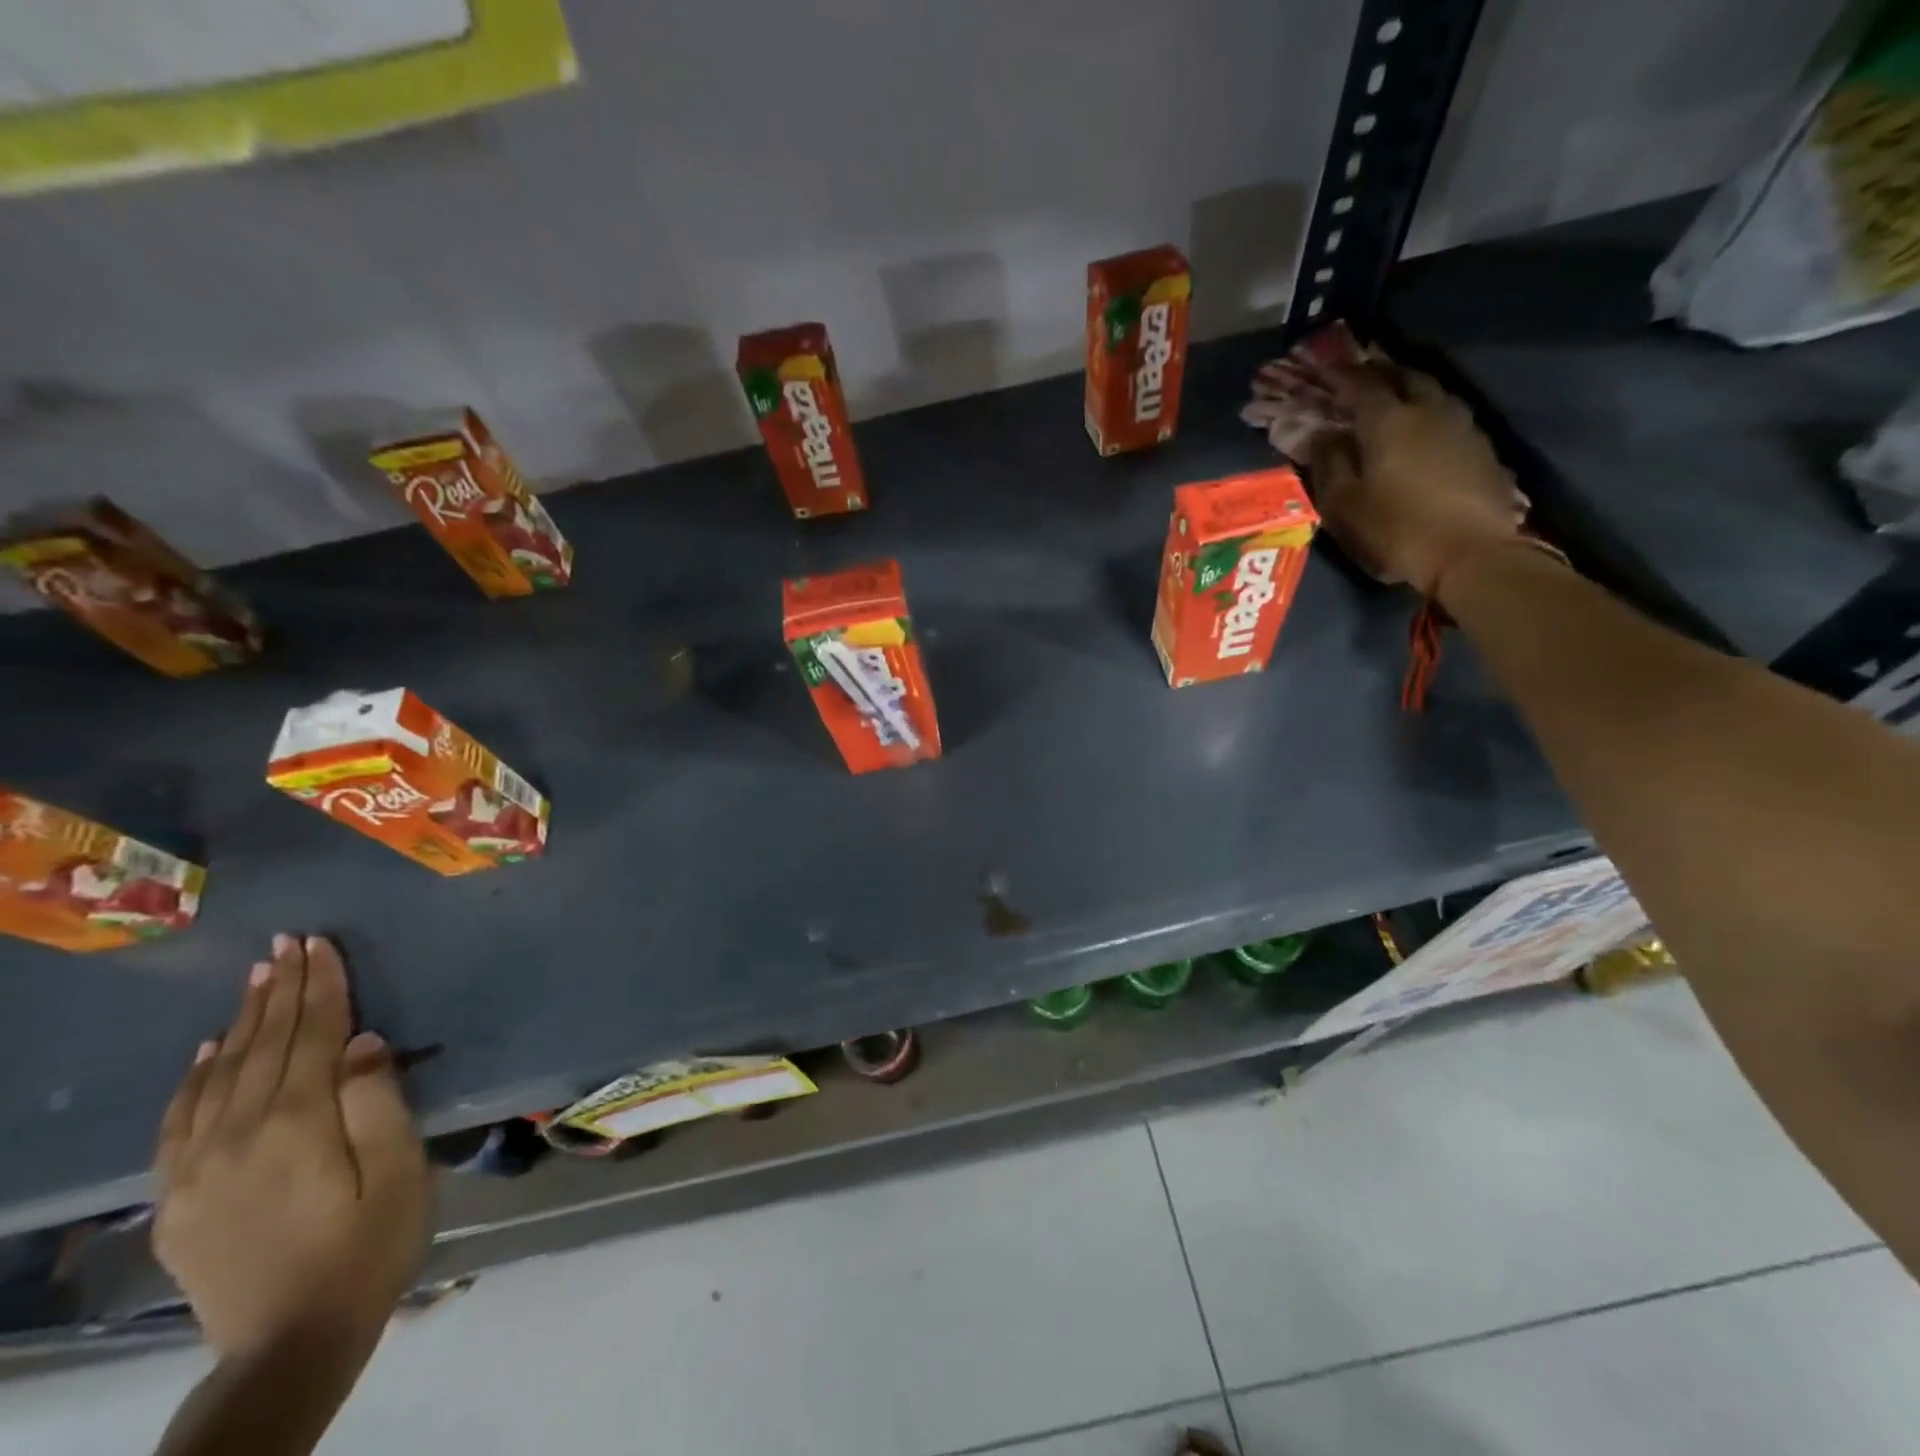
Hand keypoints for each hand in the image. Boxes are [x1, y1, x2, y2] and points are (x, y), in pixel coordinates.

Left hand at [153, 935, 430, 1358]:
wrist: (290, 1343)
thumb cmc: (369, 1246)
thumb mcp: (398, 1172)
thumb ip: (377, 1102)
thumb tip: (361, 1041)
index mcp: (296, 1125)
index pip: (311, 1035)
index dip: (319, 986)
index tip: (320, 943)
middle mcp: (237, 1136)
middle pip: (263, 1046)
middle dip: (280, 989)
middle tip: (289, 942)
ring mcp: (197, 1169)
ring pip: (220, 1075)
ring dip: (243, 1021)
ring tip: (257, 977)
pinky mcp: (177, 1199)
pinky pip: (180, 1121)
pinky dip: (196, 1077)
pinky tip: (208, 1051)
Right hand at [1308, 360, 1528, 596]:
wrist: (1473, 553)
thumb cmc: (1397, 529)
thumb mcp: (1345, 505)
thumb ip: (1329, 464)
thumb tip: (1321, 436)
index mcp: (1388, 421)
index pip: (1359, 384)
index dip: (1338, 374)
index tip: (1321, 369)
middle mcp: (1428, 410)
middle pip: (1402, 375)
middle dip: (1377, 371)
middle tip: (1357, 375)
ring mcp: (1461, 425)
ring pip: (1430, 390)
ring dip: (1406, 387)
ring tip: (1389, 396)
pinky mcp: (1481, 446)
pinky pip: (1447, 413)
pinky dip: (1427, 411)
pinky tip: (1420, 428)